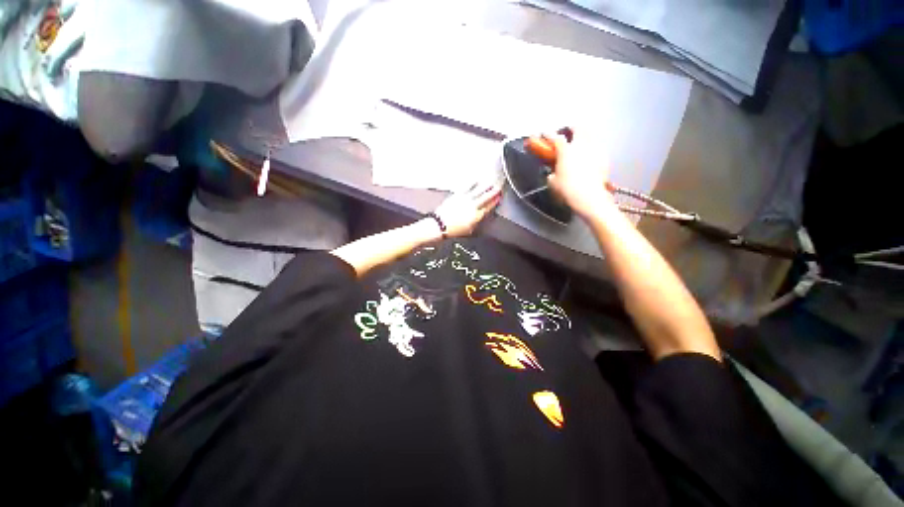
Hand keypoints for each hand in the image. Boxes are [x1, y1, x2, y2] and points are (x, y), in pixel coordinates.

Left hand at [433, 180, 501, 236]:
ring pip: (478, 191)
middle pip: (485, 197)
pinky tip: (476, 180)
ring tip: (490, 183)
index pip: (488, 207)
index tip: (499, 198)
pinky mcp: (457, 195)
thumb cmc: (454, 230)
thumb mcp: (469, 230)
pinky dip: (473, 183)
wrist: (440, 225)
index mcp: (476, 216)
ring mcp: (465, 199)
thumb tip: (480, 216)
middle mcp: (472, 206)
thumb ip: (476, 222)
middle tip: (498, 188)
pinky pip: (467, 187)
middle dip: (492, 192)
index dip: (494, 202)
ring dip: (485, 187)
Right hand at [544, 130, 613, 218]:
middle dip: (573, 128)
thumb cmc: (567, 189)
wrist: (589, 196)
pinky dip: (592, 151)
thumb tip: (552, 174)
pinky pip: (598, 150)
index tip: (545, 134)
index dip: (548, 135)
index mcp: (566, 150)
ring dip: (585, 138)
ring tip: (581, 146)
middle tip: (569, 132)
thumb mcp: (553, 183)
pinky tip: (590, 159)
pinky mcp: (605, 158)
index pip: (555, 138)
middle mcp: (581, 145)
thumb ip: (551, 175)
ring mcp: (595, 150)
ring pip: (591, 136)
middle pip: (579, 128)